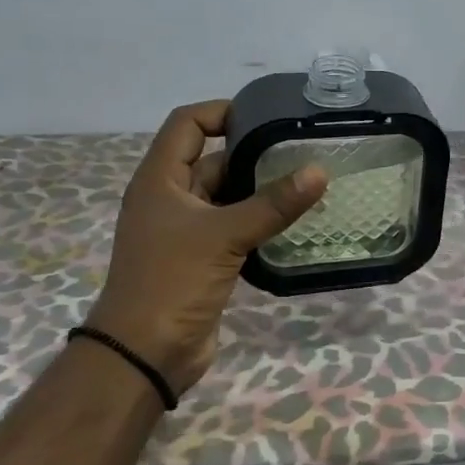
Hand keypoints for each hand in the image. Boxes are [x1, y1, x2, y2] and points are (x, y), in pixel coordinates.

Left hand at [85, 100, 327, 394]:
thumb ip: (273, 204)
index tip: (265, 115)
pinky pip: (234, 227)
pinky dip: (259, 221)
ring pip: (227, 196)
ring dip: (260, 190)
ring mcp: (185, 230)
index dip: (221, 111)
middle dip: (253, 153)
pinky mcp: (201, 258)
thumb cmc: (172, 281)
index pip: (187, 124)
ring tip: (307, 181)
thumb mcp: (224, 235)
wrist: (145, 354)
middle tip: (301, 150)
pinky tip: (294, 221)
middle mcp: (170, 198)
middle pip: (212, 159)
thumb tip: (320, 171)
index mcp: (160, 180)